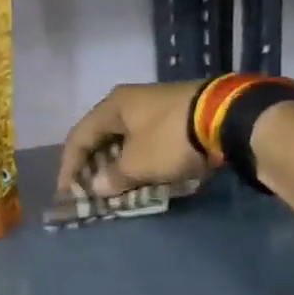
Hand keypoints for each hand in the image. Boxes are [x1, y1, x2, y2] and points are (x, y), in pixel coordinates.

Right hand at [57, 80, 210, 197]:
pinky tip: (140, 177)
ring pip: (125, 140)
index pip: (78, 137)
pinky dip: (138, 161)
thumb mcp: (137, 163)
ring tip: (114, 189)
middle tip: (90, 192)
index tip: (66, 193)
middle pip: (101, 137)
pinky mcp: (177, 116)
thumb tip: (98, 186)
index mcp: (113, 106)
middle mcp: (130, 101)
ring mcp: (155, 107)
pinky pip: (146, 142)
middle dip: (93, 166)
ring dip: (117, 165)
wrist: (227, 118)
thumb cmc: (170, 138)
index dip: (69, 167)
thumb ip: (112, 177)